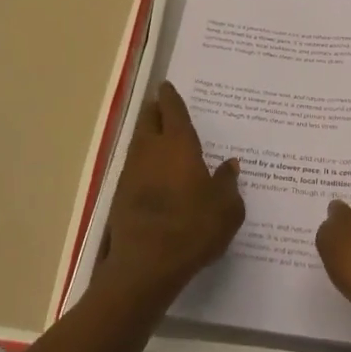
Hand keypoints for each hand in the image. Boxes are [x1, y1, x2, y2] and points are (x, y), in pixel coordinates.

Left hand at [96, 81, 244, 310]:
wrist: (145, 265)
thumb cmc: (193, 229)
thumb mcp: (227, 209)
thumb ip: (228, 184)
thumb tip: (230, 166)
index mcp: (178, 144)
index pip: (172, 110)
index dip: (170, 97)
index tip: (167, 86)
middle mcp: (151, 150)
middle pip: (148, 120)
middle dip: (155, 111)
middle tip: (163, 108)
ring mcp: (131, 172)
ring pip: (138, 142)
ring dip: (147, 136)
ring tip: (160, 139)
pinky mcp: (120, 195)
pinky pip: (134, 167)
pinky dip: (144, 163)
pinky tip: (153, 174)